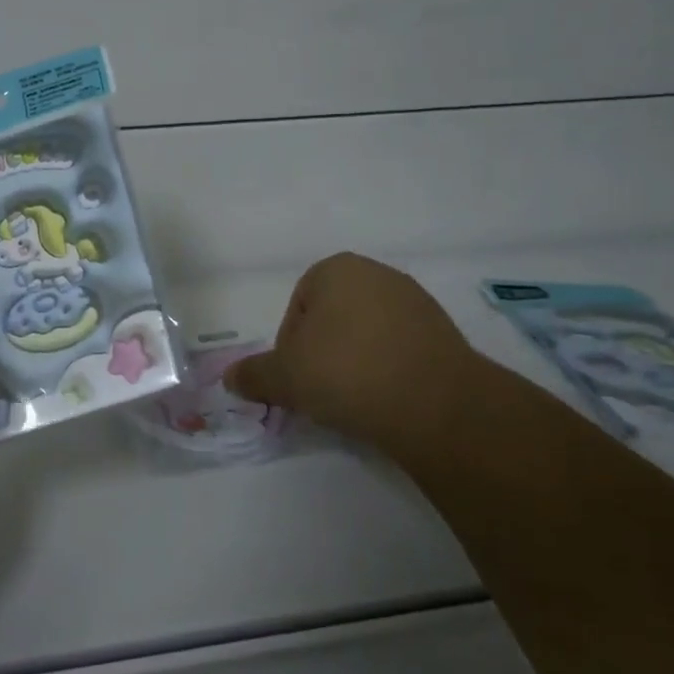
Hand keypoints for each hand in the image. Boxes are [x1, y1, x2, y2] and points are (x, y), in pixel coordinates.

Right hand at [224, 252, 489, 455]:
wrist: (435, 404)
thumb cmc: (347, 372)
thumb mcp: (285, 377)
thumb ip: (254, 374)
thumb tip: (228, 377)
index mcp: (336, 269)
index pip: (298, 307)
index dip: (291, 347)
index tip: (298, 379)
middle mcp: (378, 274)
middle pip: (333, 318)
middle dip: (323, 353)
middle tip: (322, 391)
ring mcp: (416, 302)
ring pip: (367, 335)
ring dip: (356, 362)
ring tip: (356, 401)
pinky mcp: (444, 334)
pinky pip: (400, 350)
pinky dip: (388, 371)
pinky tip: (387, 400)